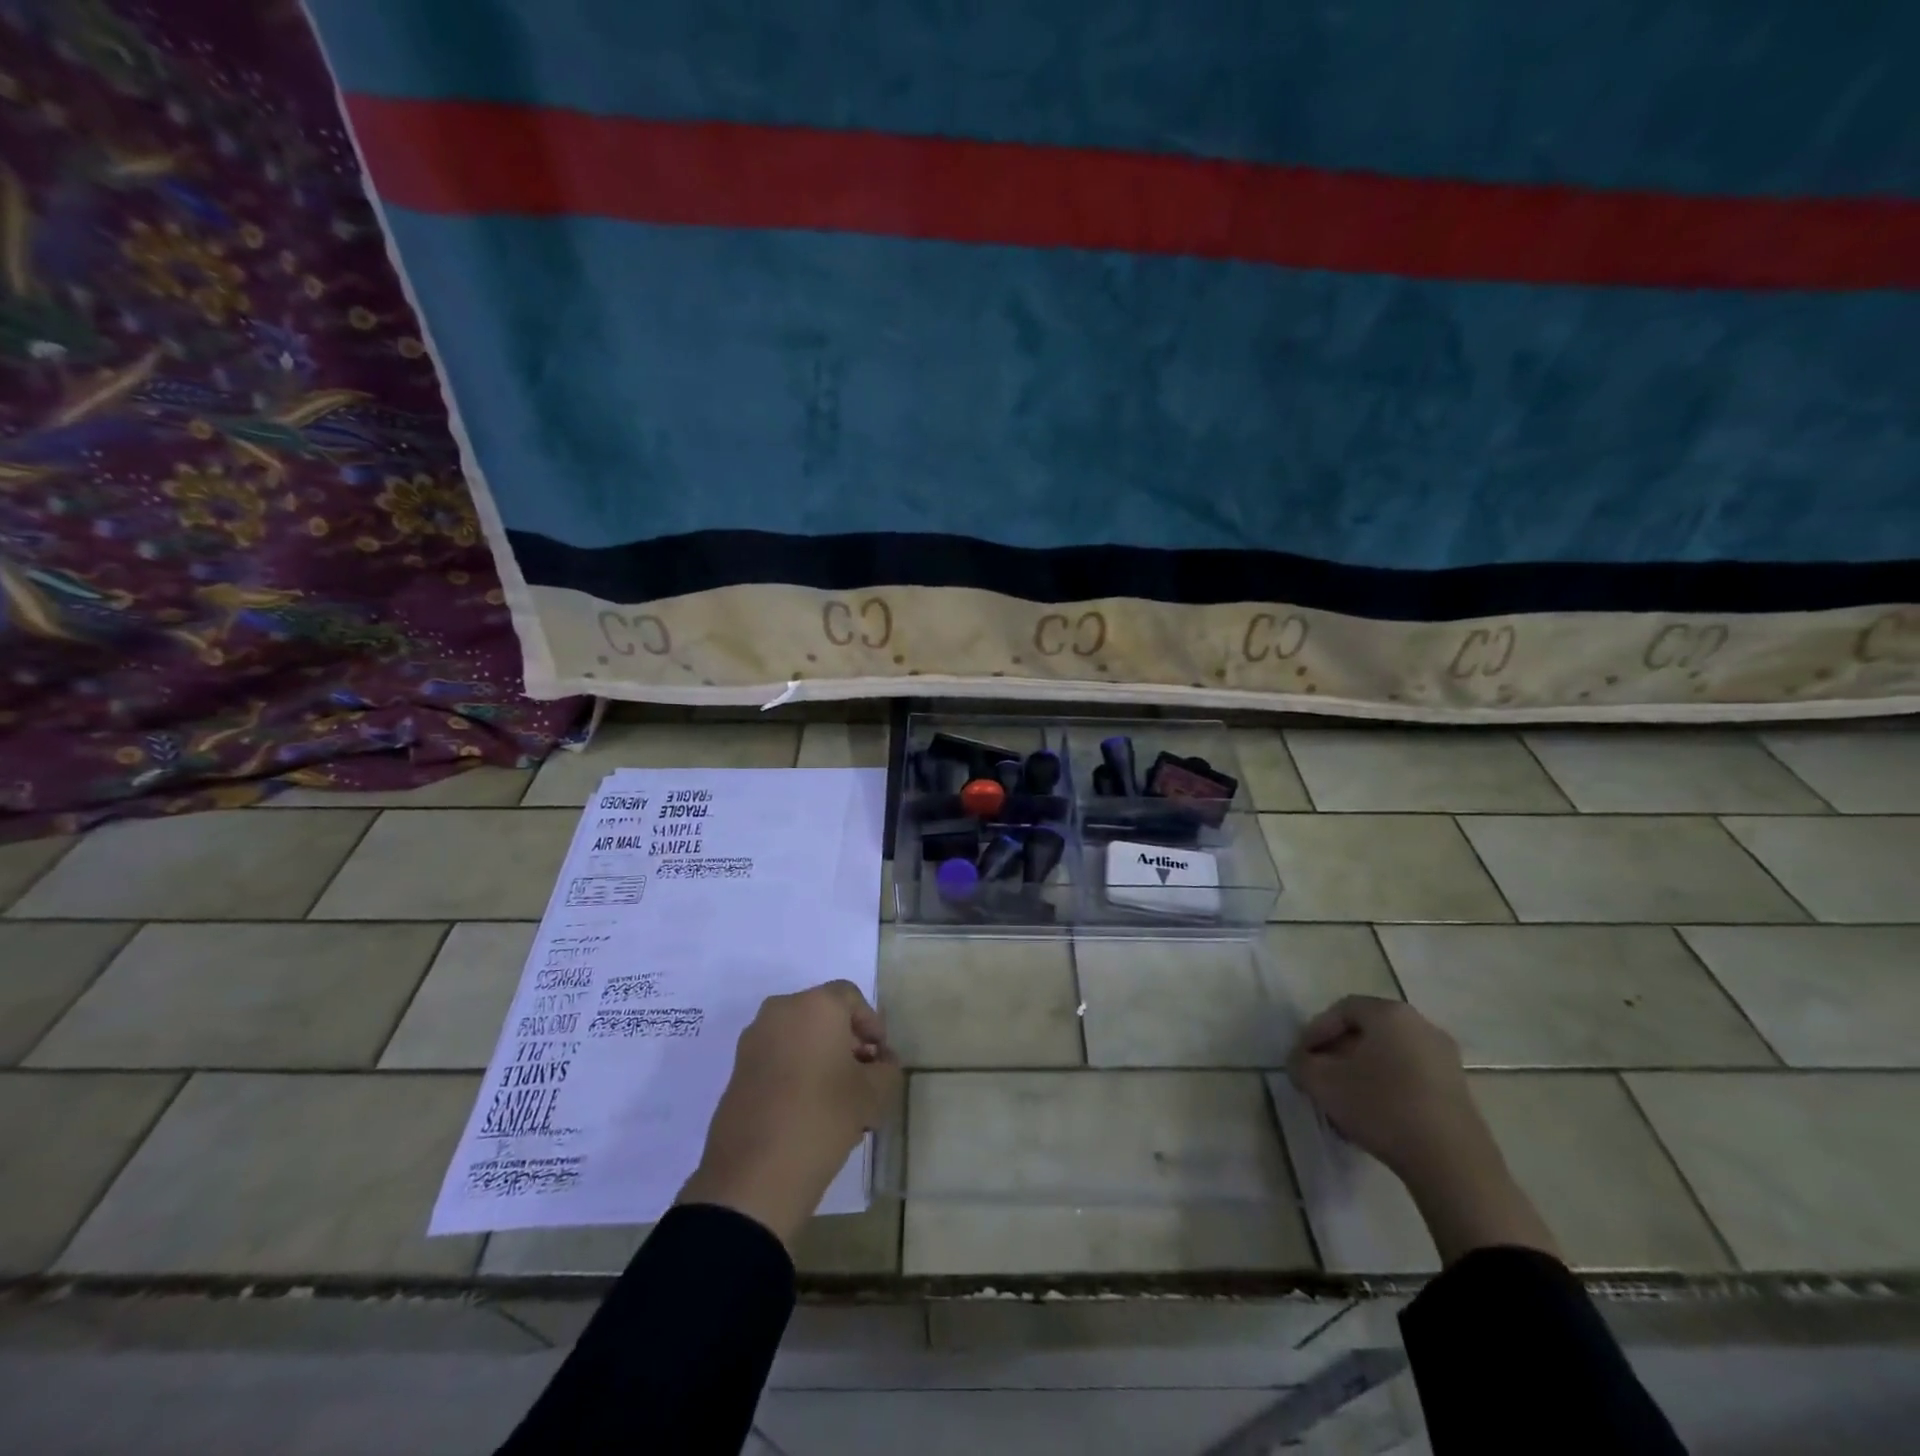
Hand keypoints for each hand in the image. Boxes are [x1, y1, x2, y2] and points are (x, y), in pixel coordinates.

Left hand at [678, 981, 898, 1247]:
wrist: (753, 1174)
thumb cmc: (822, 1117)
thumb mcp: (873, 1094)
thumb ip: (886, 1069)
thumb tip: (881, 1062)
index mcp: (815, 1005)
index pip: (851, 998)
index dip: (871, 1024)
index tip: (881, 1058)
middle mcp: (780, 1011)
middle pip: (823, 1016)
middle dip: (847, 1043)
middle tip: (864, 1078)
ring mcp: (754, 1040)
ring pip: (800, 1039)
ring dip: (822, 1060)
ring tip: (840, 1102)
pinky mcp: (738, 1070)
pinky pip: (778, 1059)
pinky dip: (798, 1073)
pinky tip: (812, 1112)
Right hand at [1288, 995, 1557, 1263]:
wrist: (1452, 1163)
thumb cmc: (1382, 1107)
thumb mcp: (1323, 1083)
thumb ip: (1301, 1064)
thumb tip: (1301, 1062)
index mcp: (1389, 1014)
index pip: (1341, 1009)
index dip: (1315, 1031)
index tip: (1301, 1058)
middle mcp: (1421, 1025)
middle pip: (1368, 1031)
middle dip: (1338, 1051)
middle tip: (1321, 1075)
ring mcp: (1445, 1058)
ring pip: (1389, 1054)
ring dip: (1363, 1071)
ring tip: (1345, 1099)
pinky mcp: (1458, 1089)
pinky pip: (1411, 1075)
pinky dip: (1388, 1086)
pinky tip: (1375, 1114)